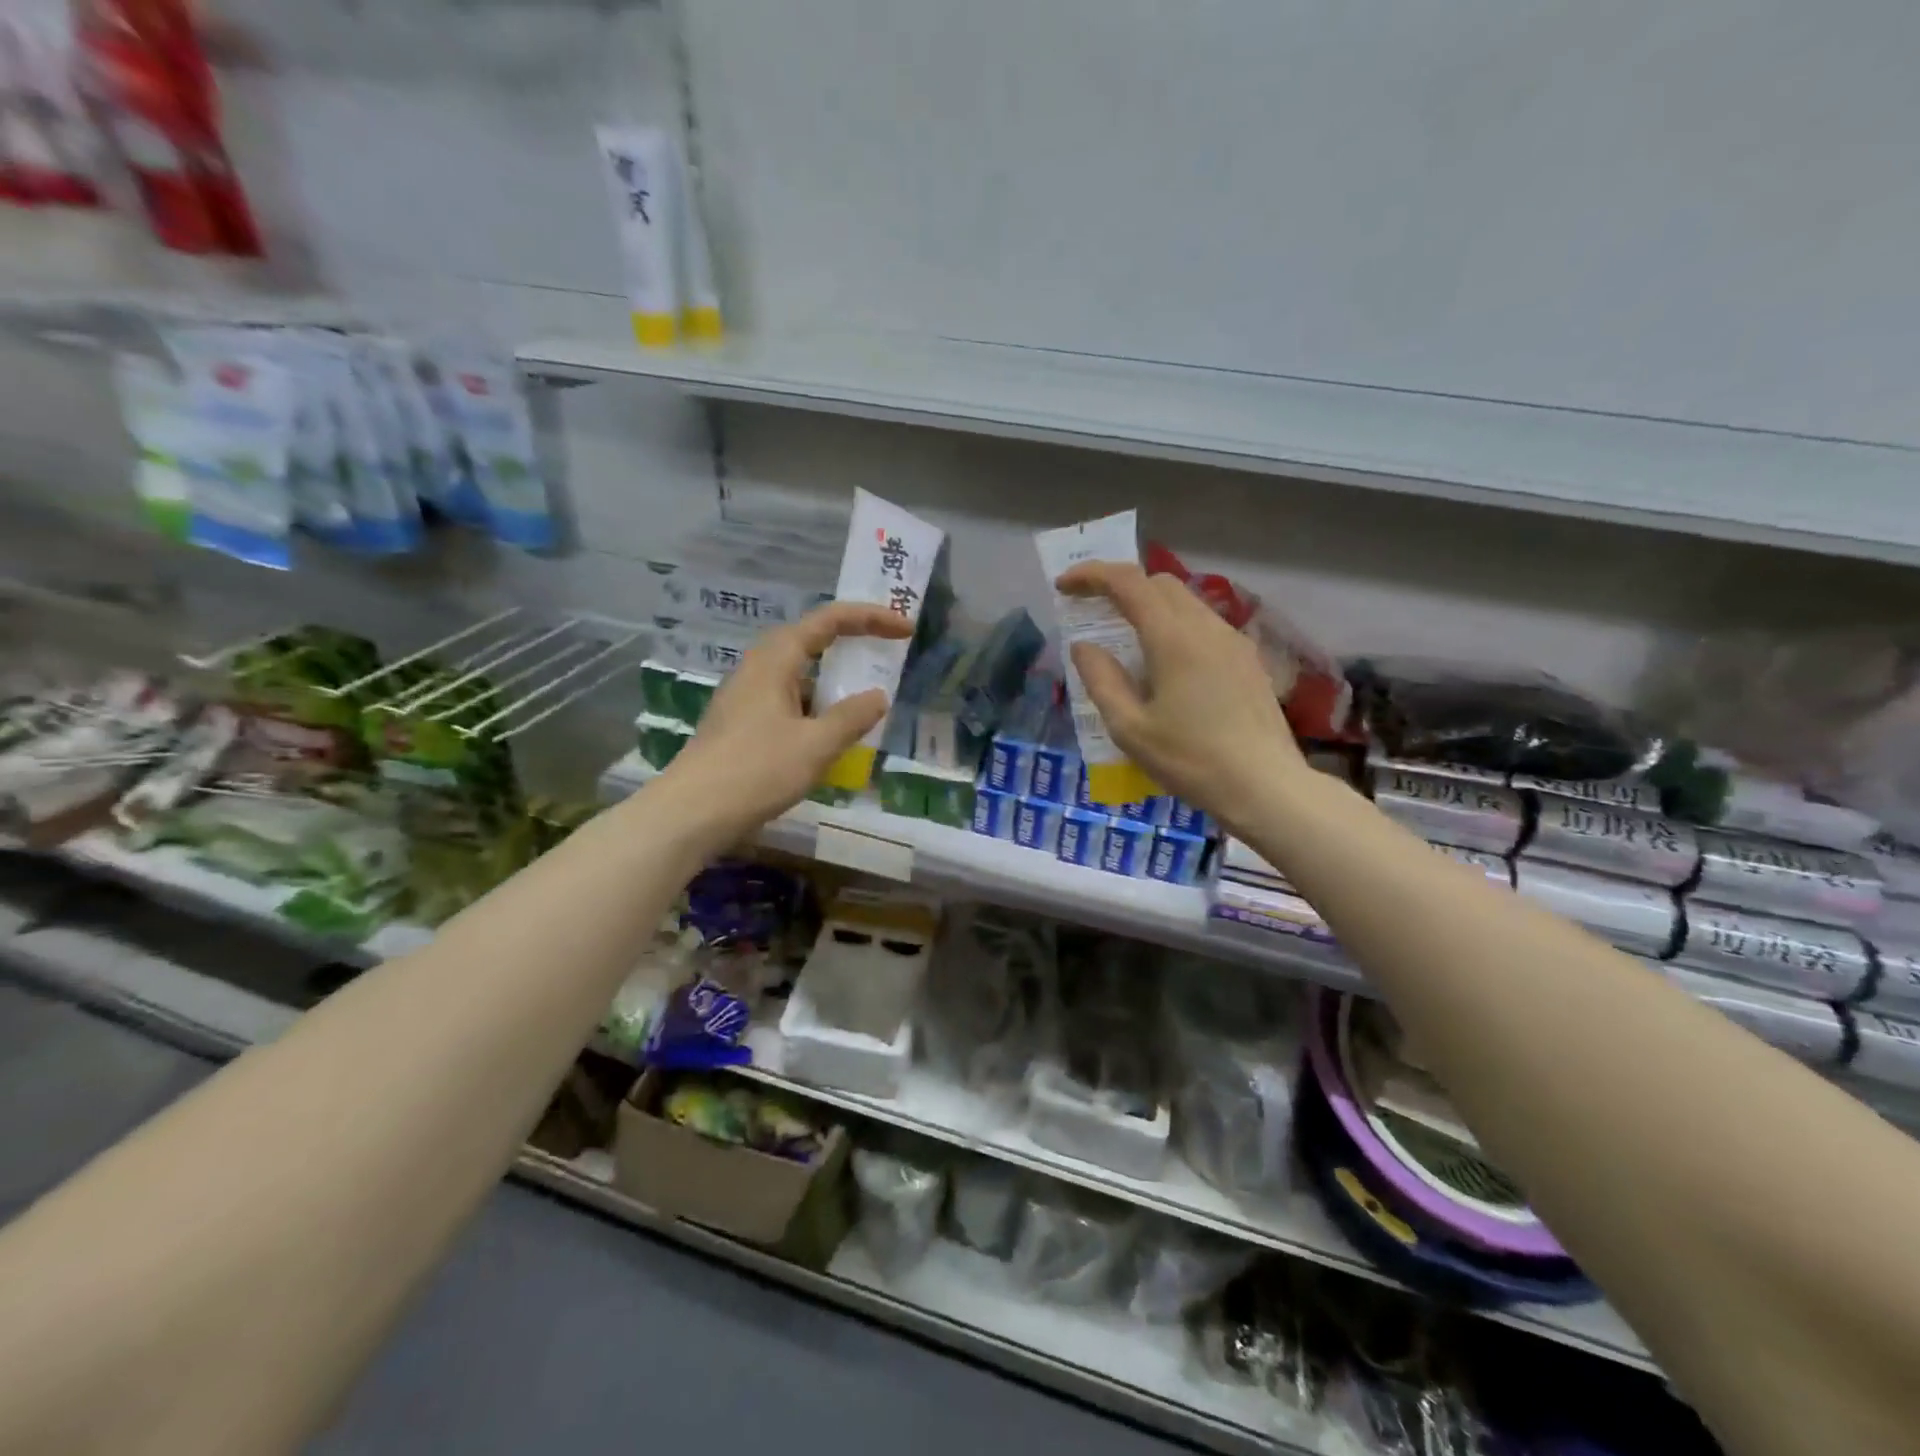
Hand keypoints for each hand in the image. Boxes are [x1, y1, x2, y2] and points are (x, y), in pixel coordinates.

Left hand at [661, 601, 910, 841]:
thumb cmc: (757, 771)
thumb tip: (879, 696)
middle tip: (886, 650)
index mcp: (775, 661)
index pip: (828, 621)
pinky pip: (788, 701)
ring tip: (863, 699)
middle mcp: (758, 669)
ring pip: (798, 674)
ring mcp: (746, 697)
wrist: (692, 812)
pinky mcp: (741, 724)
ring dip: (832, 679)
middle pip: (810, 640)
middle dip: (851, 641)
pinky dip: (816, 707)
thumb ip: (852, 717)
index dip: (870, 618)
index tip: (905, 629)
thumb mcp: (816, 745)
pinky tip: (829, 735)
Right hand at [1055, 562, 1308, 835]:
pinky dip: (1174, 626)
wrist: (1266, 787)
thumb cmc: (1191, 760)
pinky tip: (1165, 665)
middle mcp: (1206, 627)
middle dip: (1121, 587)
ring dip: (1149, 607)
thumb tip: (1084, 646)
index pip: (1128, 582)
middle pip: (1159, 584)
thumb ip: (1102, 680)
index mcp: (1174, 638)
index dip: (1092, 575)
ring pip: (1185, 602)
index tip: (1064, 586)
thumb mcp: (1130, 729)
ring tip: (1126, 640)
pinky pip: (1203, 625)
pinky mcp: (1247, 660)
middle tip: (1092, 611)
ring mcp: (1233, 641)